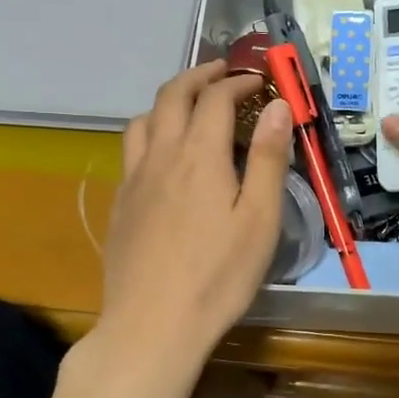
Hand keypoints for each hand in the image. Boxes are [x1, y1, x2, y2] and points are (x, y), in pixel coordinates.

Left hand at [97, 61, 292, 371]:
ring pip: (143, 119)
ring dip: (168, 100)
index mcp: (199, 155)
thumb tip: (278, 106)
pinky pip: (131, 150)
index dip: (237, 81)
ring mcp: (134, 180)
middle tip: (222, 72)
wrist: (152, 325)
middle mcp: (161, 156)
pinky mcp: (120, 204)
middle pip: (172, 96)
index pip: (215, 98)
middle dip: (199, 76)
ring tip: (190, 107)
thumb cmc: (218, 275)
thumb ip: (269, 159)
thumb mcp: (259, 219)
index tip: (258, 80)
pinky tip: (164, 157)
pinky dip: (151, 132)